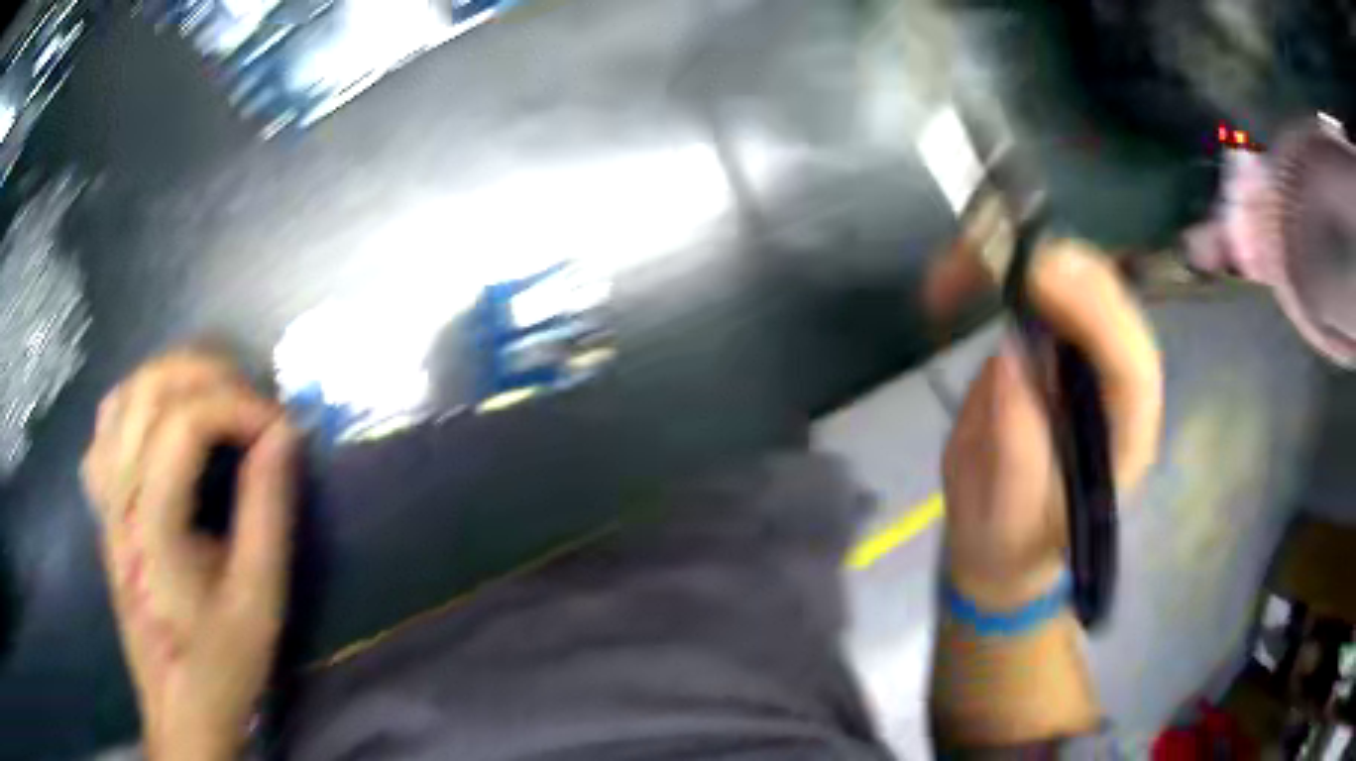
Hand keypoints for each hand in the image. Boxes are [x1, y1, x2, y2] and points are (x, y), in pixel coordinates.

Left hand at [82, 349, 298, 759]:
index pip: (185, 421)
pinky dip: (138, 403)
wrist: (178, 707)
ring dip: (173, 379)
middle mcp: (117, 496)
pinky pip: (107, 425)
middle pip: (149, 388)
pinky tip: (161, 424)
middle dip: (209, 375)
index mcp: (151, 524)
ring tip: (214, 400)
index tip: (281, 431)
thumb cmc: (220, 663)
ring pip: (124, 395)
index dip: (238, 407)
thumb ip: (267, 512)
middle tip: (252, 404)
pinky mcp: (101, 505)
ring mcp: (103, 497)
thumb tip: (284, 436)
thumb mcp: (258, 600)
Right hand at [942, 241, 1162, 609]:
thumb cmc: (1011, 545)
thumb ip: (1017, 453)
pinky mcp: (1055, 343)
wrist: (1001, 545)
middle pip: (1112, 305)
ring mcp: (1088, 358)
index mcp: (1124, 442)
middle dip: (1057, 268)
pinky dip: (1002, 268)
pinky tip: (963, 273)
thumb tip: (1010, 358)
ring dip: (1022, 257)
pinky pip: (1042, 288)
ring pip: (1079, 281)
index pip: (1133, 368)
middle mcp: (1117, 387)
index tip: (1039, 278)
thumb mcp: (1006, 521)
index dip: (1096, 314)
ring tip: (960, 265)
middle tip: (989, 252)